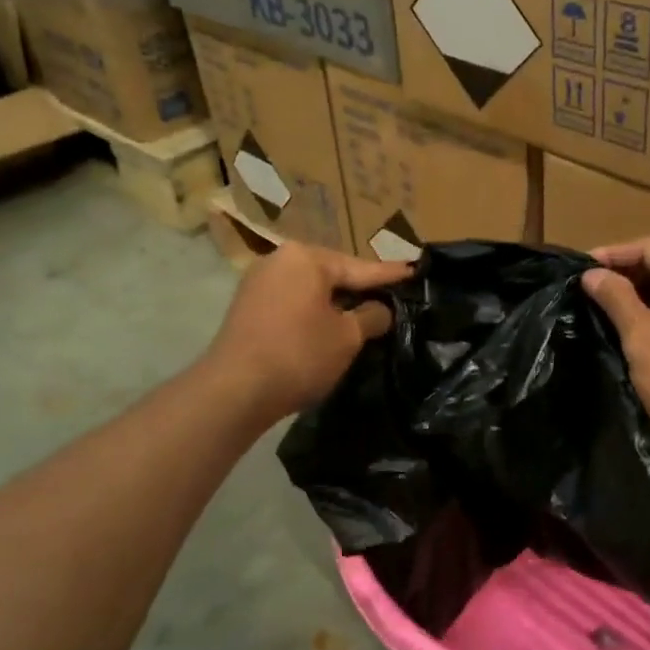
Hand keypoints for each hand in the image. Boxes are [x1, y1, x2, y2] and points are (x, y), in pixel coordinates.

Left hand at [209, 243, 410, 424]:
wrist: (234, 390)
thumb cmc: (299, 354)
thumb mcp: (347, 337)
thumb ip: (372, 317)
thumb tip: (382, 310)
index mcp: (307, 258)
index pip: (361, 268)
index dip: (391, 275)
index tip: (415, 271)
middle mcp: (280, 260)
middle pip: (333, 274)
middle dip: (361, 288)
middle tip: (393, 296)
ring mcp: (259, 282)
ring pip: (312, 289)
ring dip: (337, 302)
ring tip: (366, 312)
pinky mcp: (248, 306)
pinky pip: (293, 301)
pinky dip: (314, 311)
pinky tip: (331, 325)